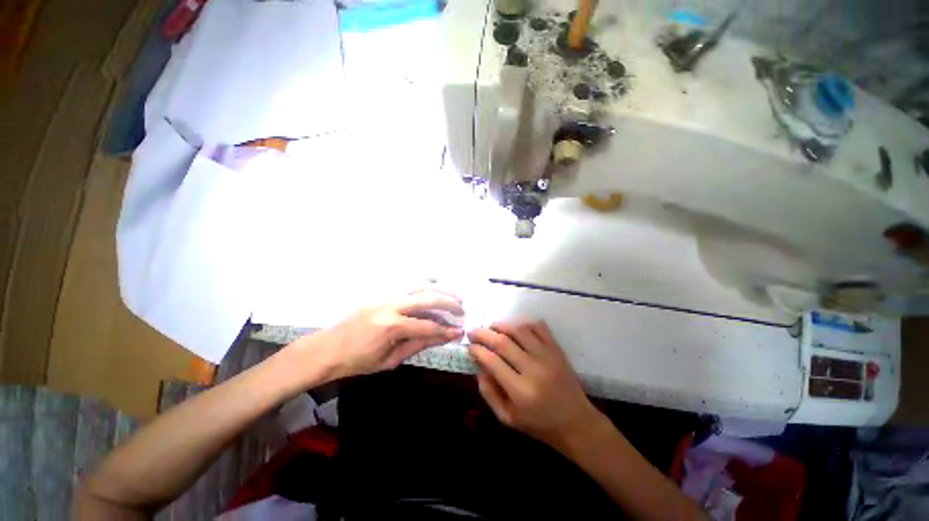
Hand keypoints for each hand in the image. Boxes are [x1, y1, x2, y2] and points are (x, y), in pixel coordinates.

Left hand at [283, 290, 464, 386]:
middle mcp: (390, 305)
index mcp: (391, 326)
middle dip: (448, 302)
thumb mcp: (389, 360)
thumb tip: (441, 337)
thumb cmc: (357, 361)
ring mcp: (384, 295)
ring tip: (452, 296)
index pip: (427, 326)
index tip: (460, 331)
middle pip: (427, 298)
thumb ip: (417, 345)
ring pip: (418, 285)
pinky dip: (423, 285)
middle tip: (462, 308)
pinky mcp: (380, 293)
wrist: (327, 349)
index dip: (445, 330)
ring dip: (438, 289)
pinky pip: (406, 285)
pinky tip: (433, 287)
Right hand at [468, 321, 603, 449]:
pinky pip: (539, 327)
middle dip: (484, 333)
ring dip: (502, 325)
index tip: (469, 346)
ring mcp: (548, 356)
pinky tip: (516, 328)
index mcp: (520, 391)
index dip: (477, 350)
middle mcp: (534, 369)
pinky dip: (525, 323)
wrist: (577, 423)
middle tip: (474, 331)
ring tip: (492, 327)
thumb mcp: (508, 418)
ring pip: (520, 330)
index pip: (492, 361)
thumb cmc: (539, 425)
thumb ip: (489, 393)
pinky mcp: (557, 350)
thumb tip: (478, 368)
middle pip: (503, 342)